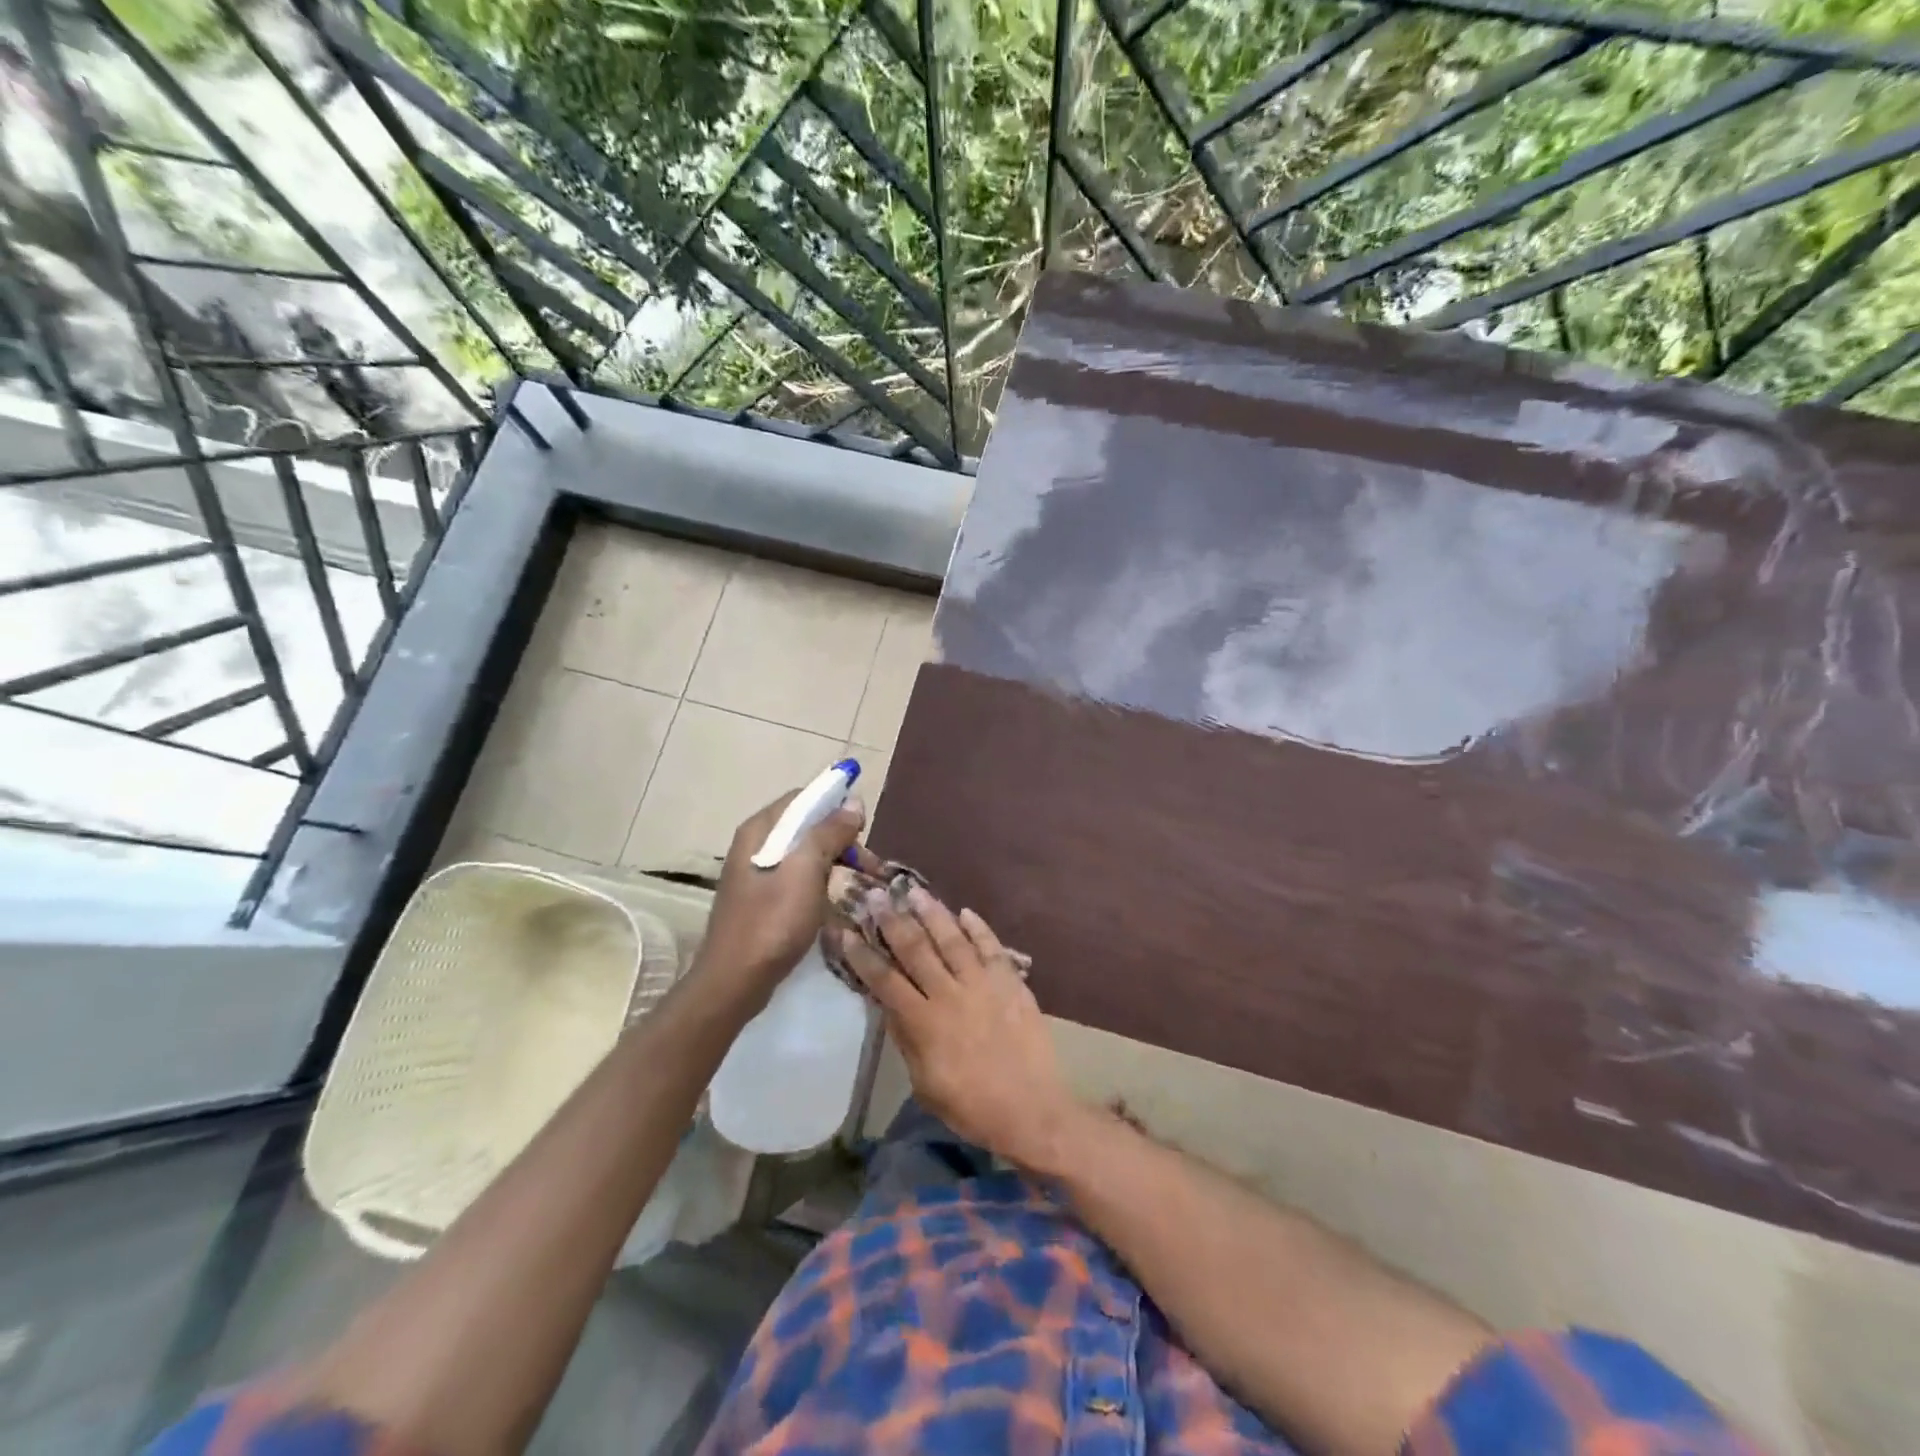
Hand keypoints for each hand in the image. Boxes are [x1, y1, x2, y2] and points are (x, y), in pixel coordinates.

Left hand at [694, 789, 873, 1012]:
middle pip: (806, 826)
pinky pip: (798, 877)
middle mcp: (755, 844)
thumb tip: (852, 803)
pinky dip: (821, 882)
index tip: (863, 830)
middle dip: (840, 840)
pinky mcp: (762, 899)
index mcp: (760, 830)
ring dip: (835, 863)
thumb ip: (828, 832)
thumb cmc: (771, 922)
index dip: (836, 807)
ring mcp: (756, 873)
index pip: (803, 798)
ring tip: (860, 885)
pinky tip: (836, 901)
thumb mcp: (806, 871)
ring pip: (805, 854)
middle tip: (869, 867)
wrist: (735, 982)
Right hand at [835, 888, 1079, 1171]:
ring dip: (932, 913)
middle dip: (892, 920)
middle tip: (876, 894)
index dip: (863, 955)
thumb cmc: (971, 1106)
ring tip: (914, 890)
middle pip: (915, 949)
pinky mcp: (1010, 982)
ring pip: (952, 939)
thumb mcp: (925, 1083)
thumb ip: (906, 1040)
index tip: (845, 931)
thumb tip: (889, 1006)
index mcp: (924, 1022)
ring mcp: (982, 983)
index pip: (884, 980)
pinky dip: (978, 928)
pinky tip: (966, 912)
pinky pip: (991, 947)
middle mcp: (949, 993)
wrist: (1031, 1109)